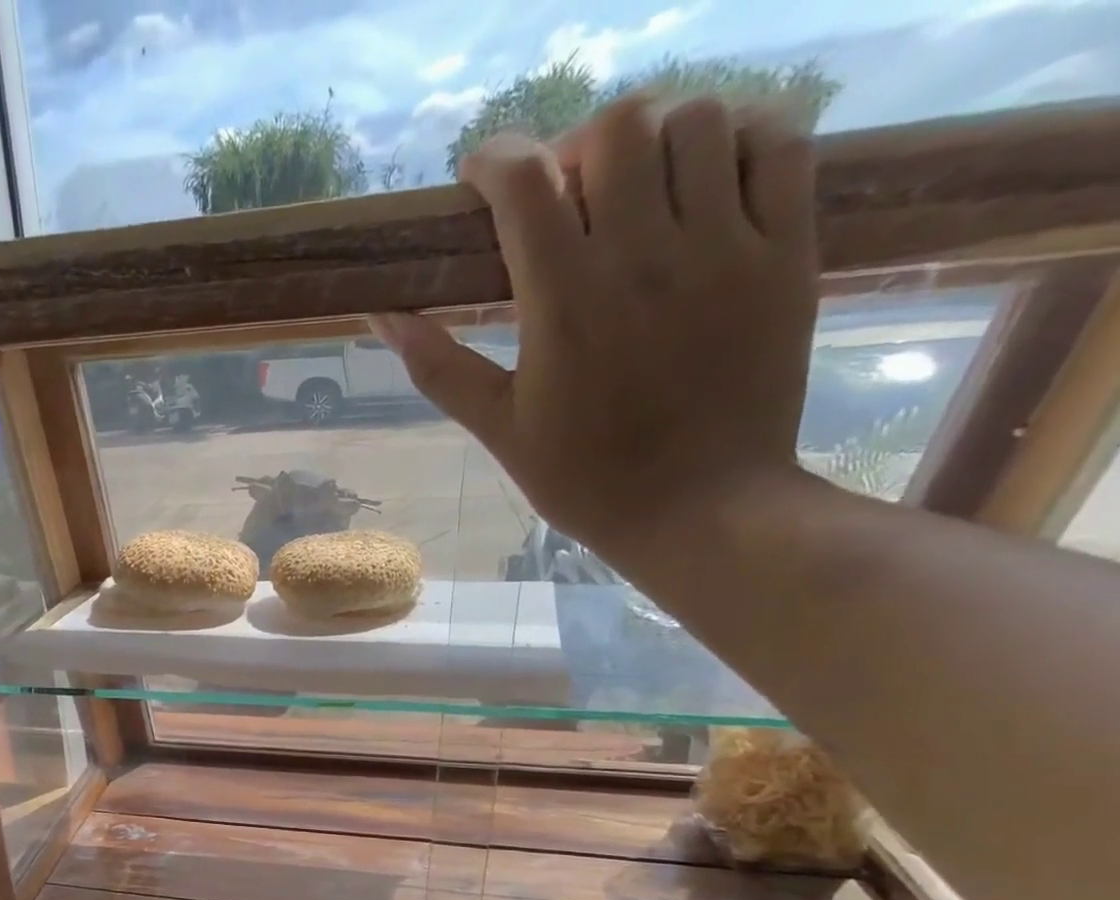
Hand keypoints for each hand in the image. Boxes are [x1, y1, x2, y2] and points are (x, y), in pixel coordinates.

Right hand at [372, 94, 819, 550]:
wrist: (700, 510)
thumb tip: (382, 317)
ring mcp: (725, 246)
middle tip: (566, 195)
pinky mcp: (786, 251)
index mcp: (564, 303)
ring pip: (698, 120)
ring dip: (655, 138)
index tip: (481, 177)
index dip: (494, 159)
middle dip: (576, 147)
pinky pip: (780, 142)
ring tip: (637, 189)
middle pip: (615, 128)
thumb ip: (440, 368)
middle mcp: (643, 256)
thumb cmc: (586, 480)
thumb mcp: (500, 430)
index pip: (524, 182)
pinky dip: (741, 137)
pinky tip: (710, 178)